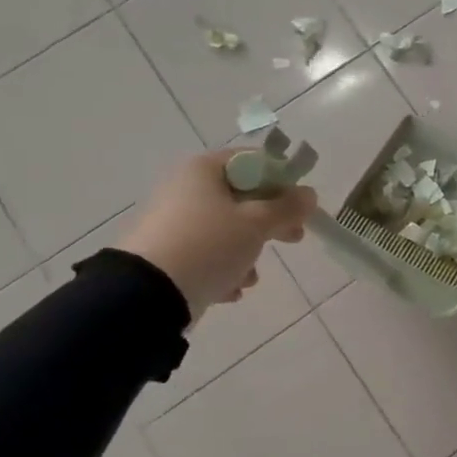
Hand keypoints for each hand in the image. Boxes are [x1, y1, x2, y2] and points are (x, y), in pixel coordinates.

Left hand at [115, 151, 316, 320]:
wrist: (146, 295)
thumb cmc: (209, 245)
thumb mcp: (257, 224)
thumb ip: (288, 207)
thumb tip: (309, 194)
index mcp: (204, 170)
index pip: (253, 162)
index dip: (282, 181)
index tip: (300, 206)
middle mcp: (185, 189)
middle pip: (243, 198)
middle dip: (271, 221)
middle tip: (293, 238)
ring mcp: (173, 222)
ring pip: (227, 229)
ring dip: (248, 251)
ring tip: (251, 276)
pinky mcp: (166, 253)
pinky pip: (206, 254)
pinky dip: (224, 269)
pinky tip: (231, 290)